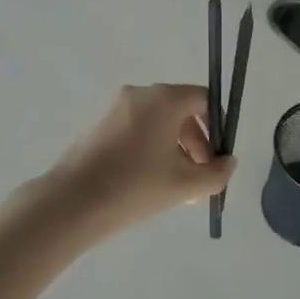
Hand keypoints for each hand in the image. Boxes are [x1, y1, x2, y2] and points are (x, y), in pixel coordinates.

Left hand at [40, 84, 234, 236]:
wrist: (71, 204)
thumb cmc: (135, 187)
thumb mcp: (185, 185)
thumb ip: (216, 173)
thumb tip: (228, 162)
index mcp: (164, 99)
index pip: (204, 99)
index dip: (218, 127)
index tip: (217, 159)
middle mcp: (141, 94)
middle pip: (182, 112)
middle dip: (197, 145)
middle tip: (200, 179)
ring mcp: (116, 109)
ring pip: (159, 124)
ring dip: (175, 151)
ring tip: (178, 190)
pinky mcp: (100, 126)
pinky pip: (138, 131)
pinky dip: (151, 151)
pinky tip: (150, 184)